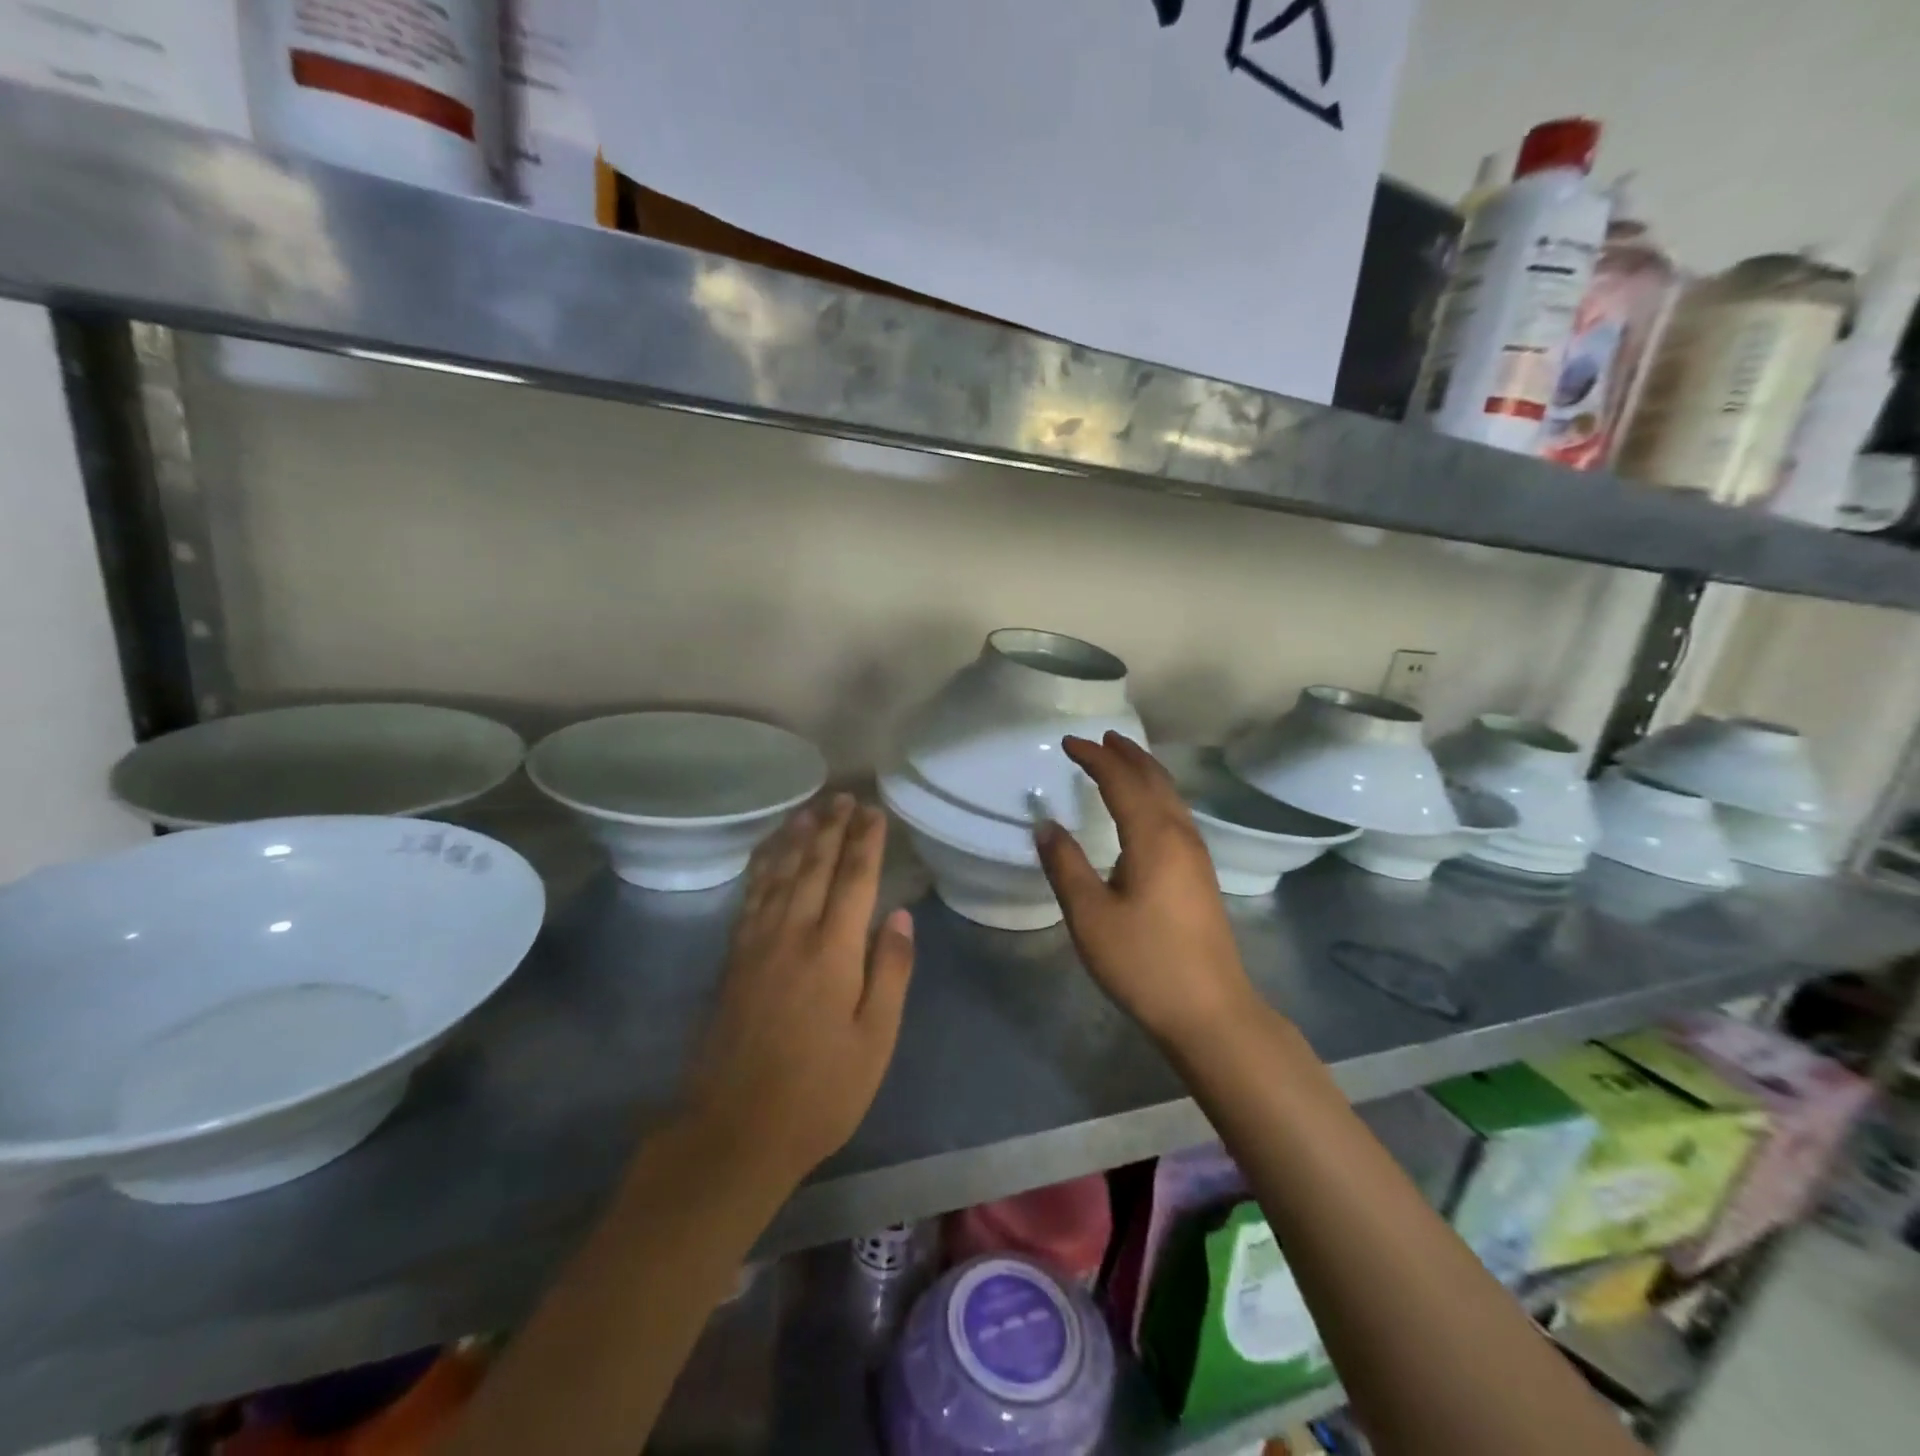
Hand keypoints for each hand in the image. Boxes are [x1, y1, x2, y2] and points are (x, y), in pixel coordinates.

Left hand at [686, 795, 914, 1181]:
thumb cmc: (819, 1092)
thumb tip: (899, 916)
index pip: (854, 880)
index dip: (865, 842)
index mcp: (833, 952)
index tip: (873, 811)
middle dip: (831, 829)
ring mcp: (756, 944)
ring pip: (778, 875)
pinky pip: (750, 898)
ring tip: (808, 810)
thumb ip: (889, 973)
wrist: (733, 1130)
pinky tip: (767, 857)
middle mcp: (792, 934)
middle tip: (843, 797)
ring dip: (795, 839)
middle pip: (814, 867)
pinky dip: (762, 868)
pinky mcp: (733, 959)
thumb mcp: (874, 1041)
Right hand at [1035, 733, 1258, 1049]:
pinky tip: (1146, 810)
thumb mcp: (1090, 916)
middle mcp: (1180, 836)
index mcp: (1153, 838)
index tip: (1068, 743)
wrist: (1210, 1011)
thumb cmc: (1144, 963)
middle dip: (1127, 755)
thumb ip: (1065, 866)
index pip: (1122, 781)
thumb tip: (1046, 824)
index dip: (1095, 758)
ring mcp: (1196, 856)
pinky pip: (1177, 815)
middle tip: (1101, 738)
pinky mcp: (1200, 876)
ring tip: (1122, 760)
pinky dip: (1156, 795)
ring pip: (1171, 797)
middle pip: (1155, 780)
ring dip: (1145, 772)